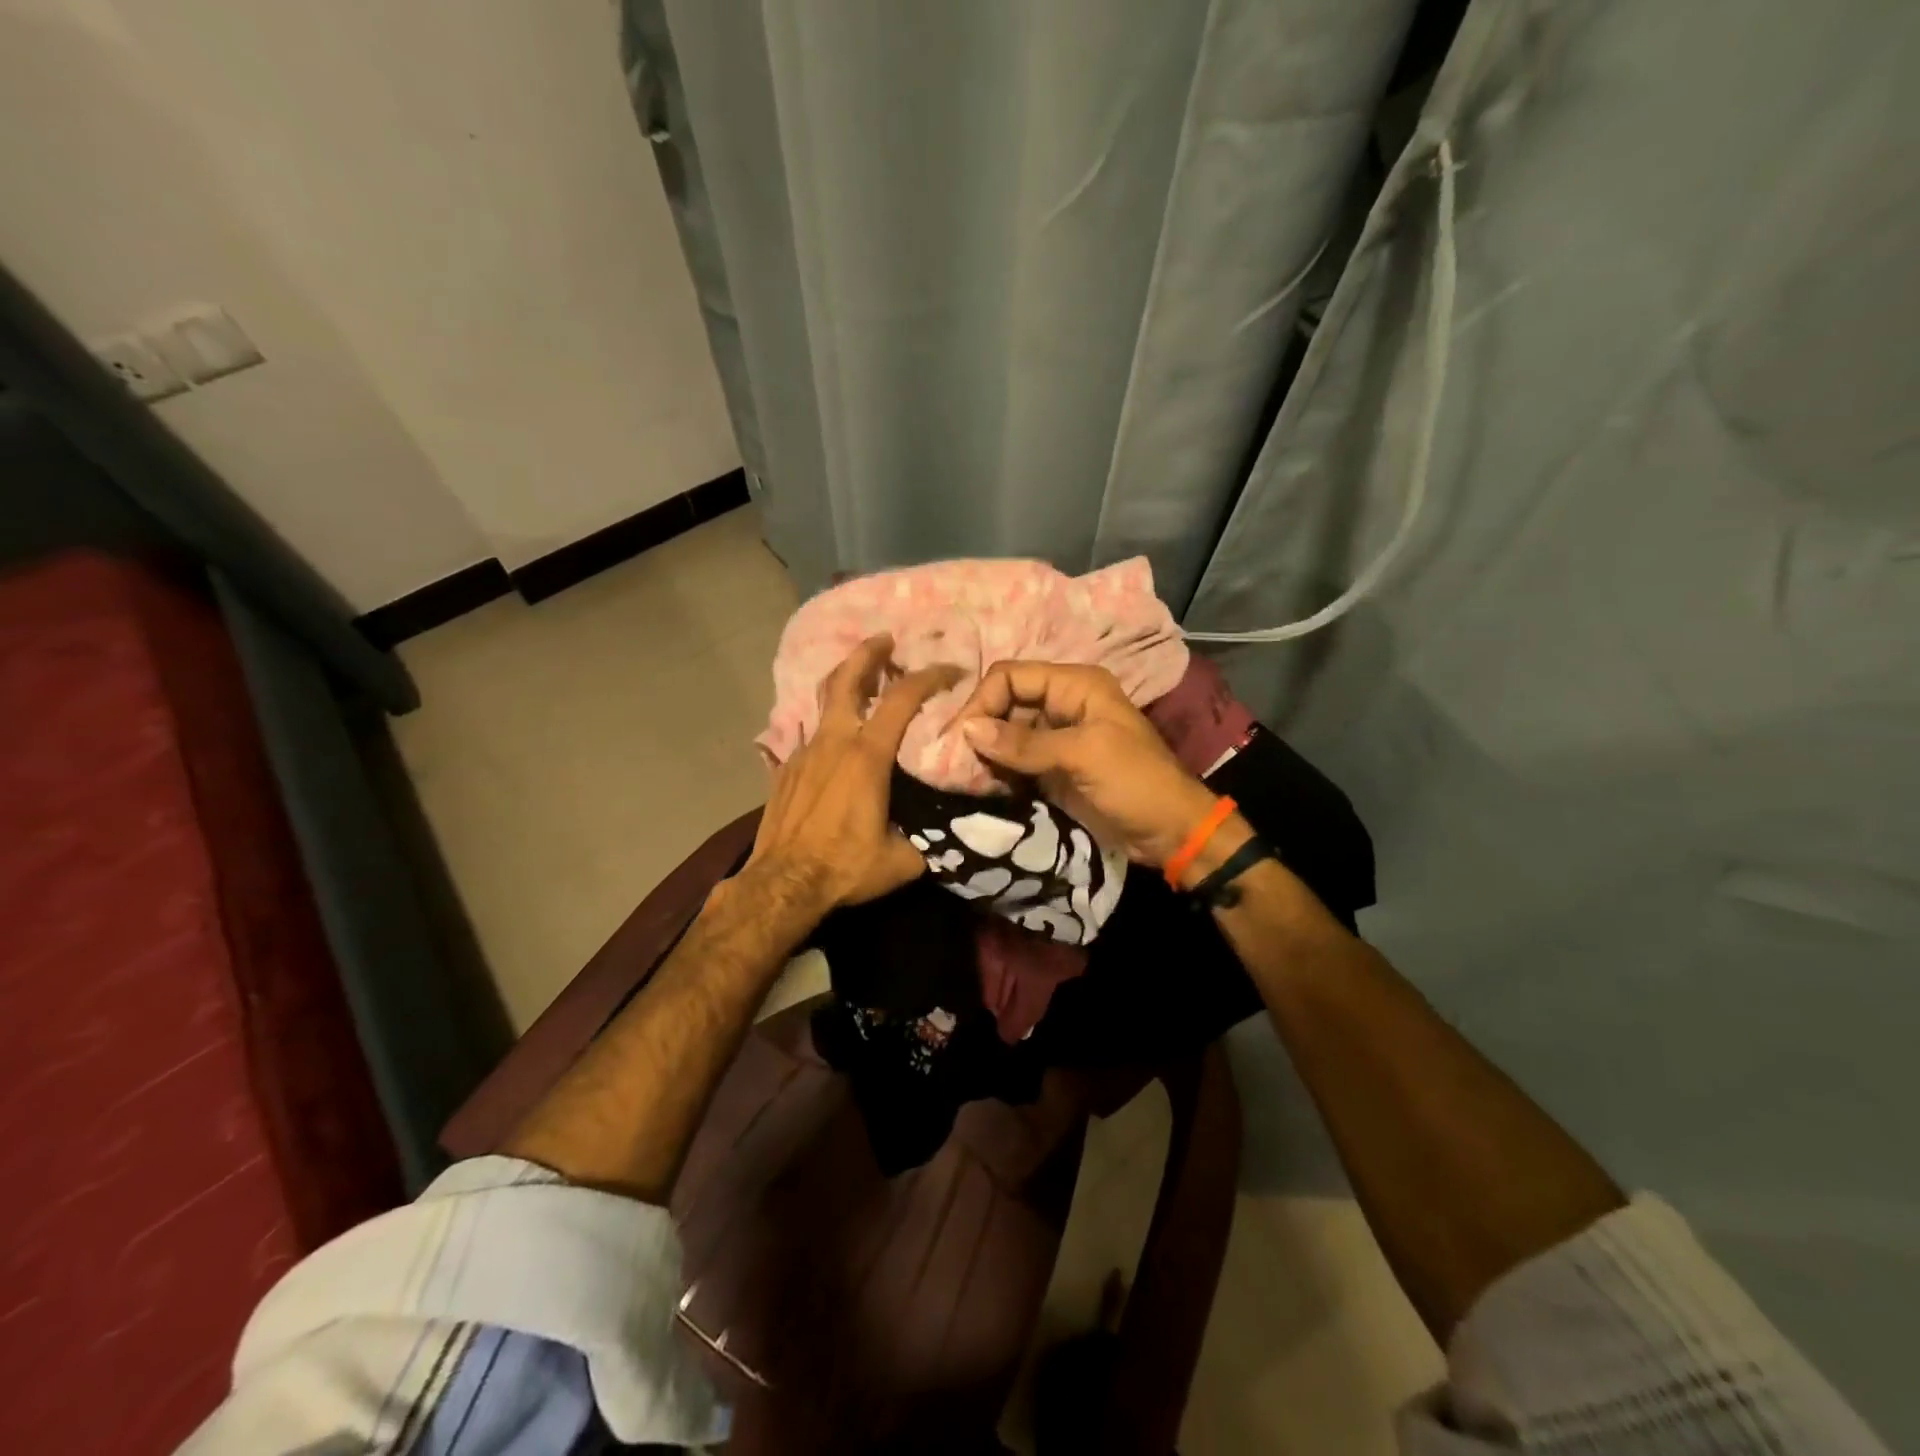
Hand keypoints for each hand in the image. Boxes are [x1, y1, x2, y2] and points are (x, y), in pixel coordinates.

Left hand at [748, 635, 960, 912]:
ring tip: (862, 681)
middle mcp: (834, 742)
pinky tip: (835, 744)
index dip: (930, 676)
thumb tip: (941, 836)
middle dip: (868, 652)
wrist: (782, 885)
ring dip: (845, 685)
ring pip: (824, 703)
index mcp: (867, 755)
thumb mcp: (902, 860)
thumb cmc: (845, 867)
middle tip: (885, 638)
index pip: (903, 698)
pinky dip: (828, 728)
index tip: (950, 669)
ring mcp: (804, 752)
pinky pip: (810, 736)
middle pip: (848, 680)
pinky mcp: (785, 770)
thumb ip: (925, 839)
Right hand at [953, 661, 1222, 868]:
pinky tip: (981, 785)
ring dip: (986, 752)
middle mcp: (1062, 704)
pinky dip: (998, 770)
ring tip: (963, 775)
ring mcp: (1057, 737)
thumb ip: (1025, 743)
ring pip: (1007, 733)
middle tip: (954, 760)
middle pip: (1006, 703)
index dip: (984, 700)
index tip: (961, 737)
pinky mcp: (1053, 768)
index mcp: (1075, 685)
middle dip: (981, 727)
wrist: (1171, 832)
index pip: (1012, 676)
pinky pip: (1015, 761)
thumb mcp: (1082, 755)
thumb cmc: (1135, 783)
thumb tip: (968, 729)